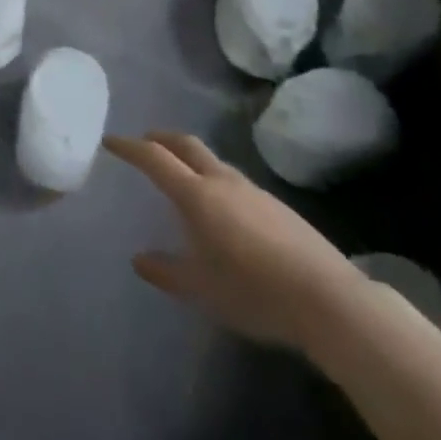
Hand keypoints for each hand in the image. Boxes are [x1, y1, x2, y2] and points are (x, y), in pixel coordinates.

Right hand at [105, 131, 368, 353]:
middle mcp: (222, 182)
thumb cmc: (254, 292)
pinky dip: (215, 179)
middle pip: (186, 145)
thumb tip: (139, 259)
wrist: (328, 300)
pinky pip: (234, 180)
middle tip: (145, 141)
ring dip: (191, 159)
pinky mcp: (277, 206)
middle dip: (162, 138)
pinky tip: (222, 207)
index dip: (130, 147)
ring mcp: (253, 190)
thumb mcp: (202, 290)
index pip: (155, 158)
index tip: (111, 141)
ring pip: (213, 161)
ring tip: (182, 175)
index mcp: (197, 196)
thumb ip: (167, 272)